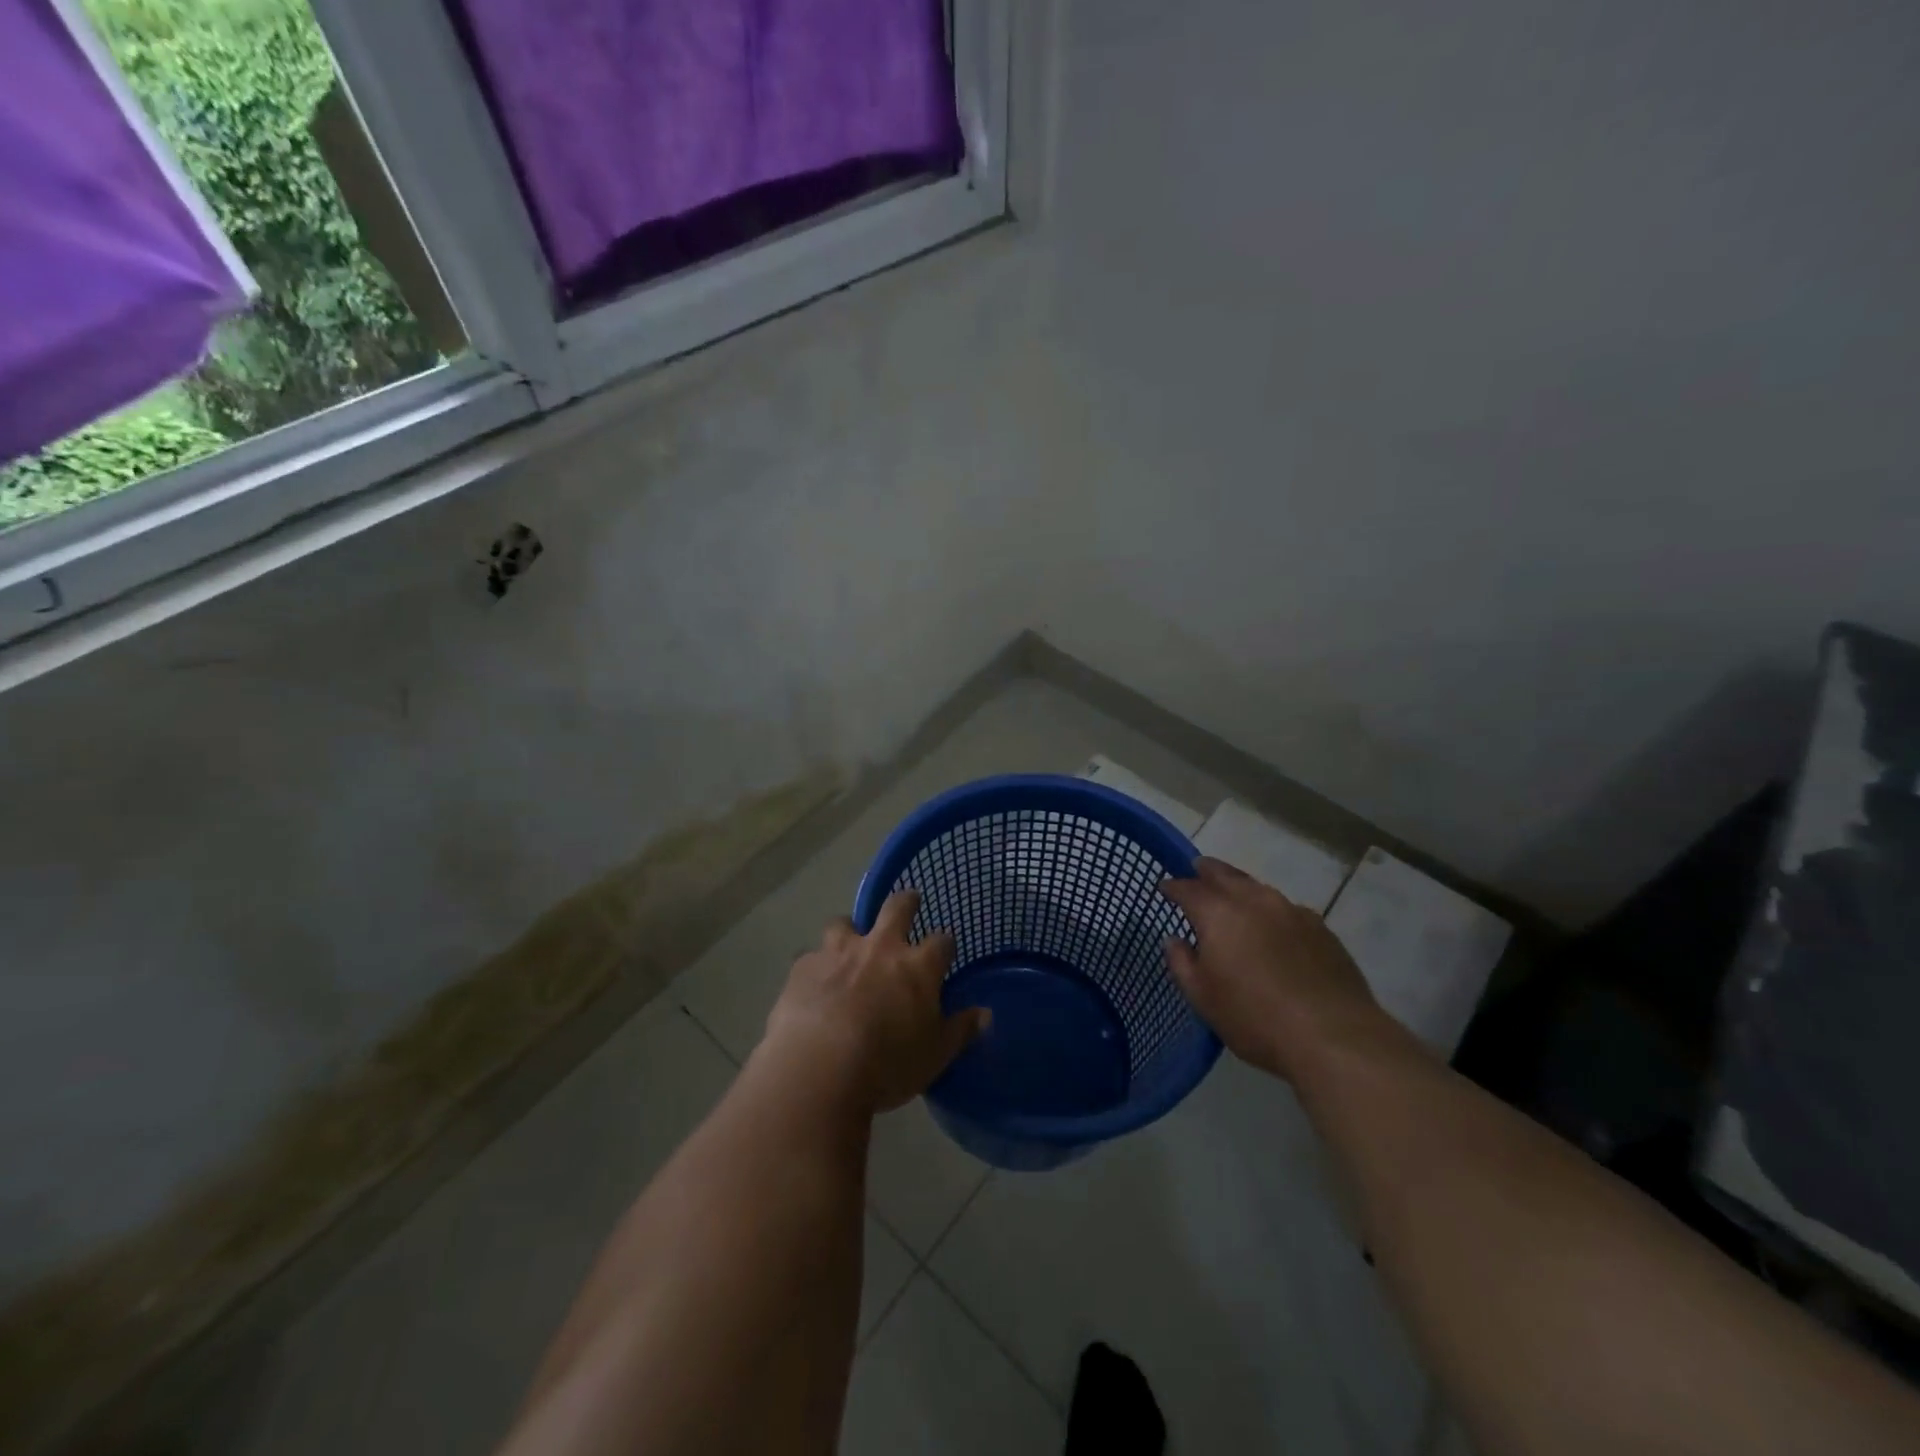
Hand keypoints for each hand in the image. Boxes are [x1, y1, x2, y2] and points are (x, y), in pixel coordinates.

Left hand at [762, 889, 989, 1114]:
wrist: (818, 1068)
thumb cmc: (887, 1065)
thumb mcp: (935, 1056)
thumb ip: (960, 1031)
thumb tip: (984, 1014)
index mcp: (918, 967)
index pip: (942, 942)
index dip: (945, 944)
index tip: (945, 950)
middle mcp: (880, 948)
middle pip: (897, 908)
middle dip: (906, 902)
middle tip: (909, 902)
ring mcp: (838, 952)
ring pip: (844, 923)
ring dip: (850, 930)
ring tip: (849, 944)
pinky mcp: (803, 967)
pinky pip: (811, 957)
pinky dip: (816, 966)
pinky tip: (813, 984)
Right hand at [1162, 858, 1390, 1081]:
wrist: (1334, 1037)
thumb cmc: (1255, 1018)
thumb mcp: (1202, 998)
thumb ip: (1181, 963)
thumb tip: (1174, 939)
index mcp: (1219, 914)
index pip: (1188, 889)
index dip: (1173, 887)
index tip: (1164, 888)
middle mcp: (1254, 901)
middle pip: (1225, 874)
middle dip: (1207, 871)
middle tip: (1197, 869)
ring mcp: (1292, 911)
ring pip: (1258, 888)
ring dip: (1241, 887)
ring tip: (1233, 895)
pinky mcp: (1321, 928)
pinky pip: (1286, 908)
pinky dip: (1271, 910)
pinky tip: (1273, 926)